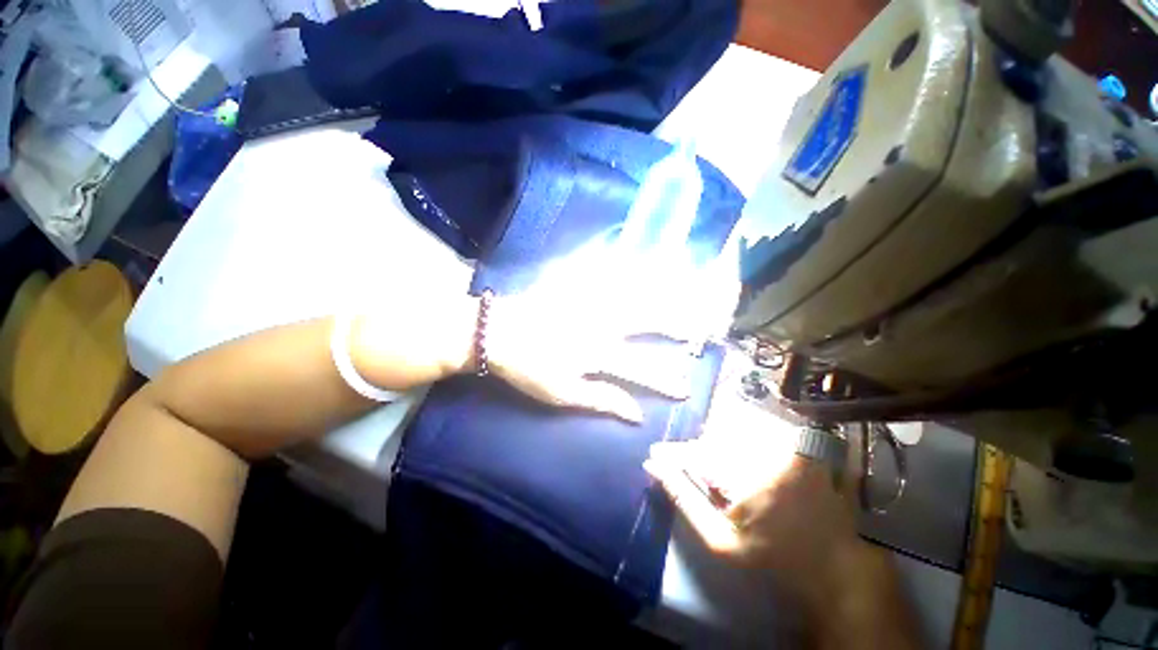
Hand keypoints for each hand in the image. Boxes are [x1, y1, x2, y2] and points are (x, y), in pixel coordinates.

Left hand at [481, 235, 738, 422]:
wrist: (497, 333)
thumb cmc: (526, 368)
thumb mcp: (561, 393)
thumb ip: (601, 399)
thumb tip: (635, 413)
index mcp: (597, 353)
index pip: (640, 370)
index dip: (664, 381)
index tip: (685, 388)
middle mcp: (601, 324)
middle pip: (645, 323)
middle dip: (675, 325)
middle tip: (698, 326)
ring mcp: (589, 302)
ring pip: (633, 295)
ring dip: (661, 293)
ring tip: (685, 290)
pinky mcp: (576, 287)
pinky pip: (608, 275)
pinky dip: (630, 271)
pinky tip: (644, 267)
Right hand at [643, 410, 871, 613]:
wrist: (834, 568)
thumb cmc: (772, 558)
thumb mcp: (720, 540)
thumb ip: (685, 499)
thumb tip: (654, 466)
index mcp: (744, 472)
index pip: (695, 451)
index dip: (673, 452)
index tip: (656, 454)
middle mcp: (765, 449)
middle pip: (713, 438)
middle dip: (696, 453)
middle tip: (688, 468)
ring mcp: (785, 445)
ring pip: (734, 432)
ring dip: (718, 448)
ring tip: (717, 472)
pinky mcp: (799, 445)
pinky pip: (759, 433)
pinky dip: (742, 443)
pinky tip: (742, 463)